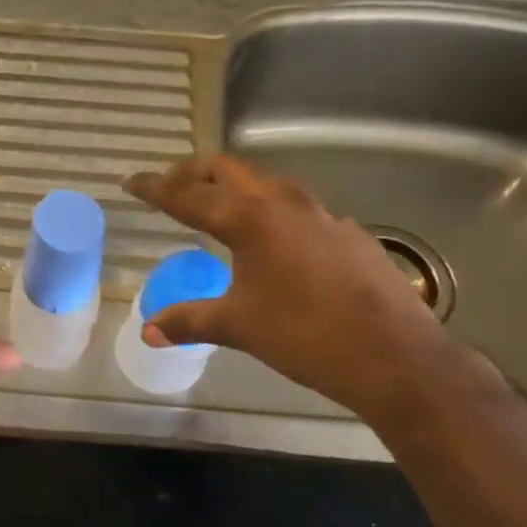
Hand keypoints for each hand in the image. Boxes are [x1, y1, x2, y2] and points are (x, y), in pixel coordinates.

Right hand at [124, 154, 465, 420]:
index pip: (188, 196)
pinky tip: (272, 243)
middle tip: (170, 188)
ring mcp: (320, 213)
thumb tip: (148, 331)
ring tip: (216, 208)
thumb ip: (190, 321)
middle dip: (192, 173)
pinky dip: (269, 210)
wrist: (395, 356)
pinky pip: (296, 206)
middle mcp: (282, 203)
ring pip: (265, 182)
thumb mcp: (240, 326)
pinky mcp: (346, 231)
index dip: (155, 188)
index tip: (131, 182)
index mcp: (249, 219)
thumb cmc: (306, 336)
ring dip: (233, 187)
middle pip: (227, 169)